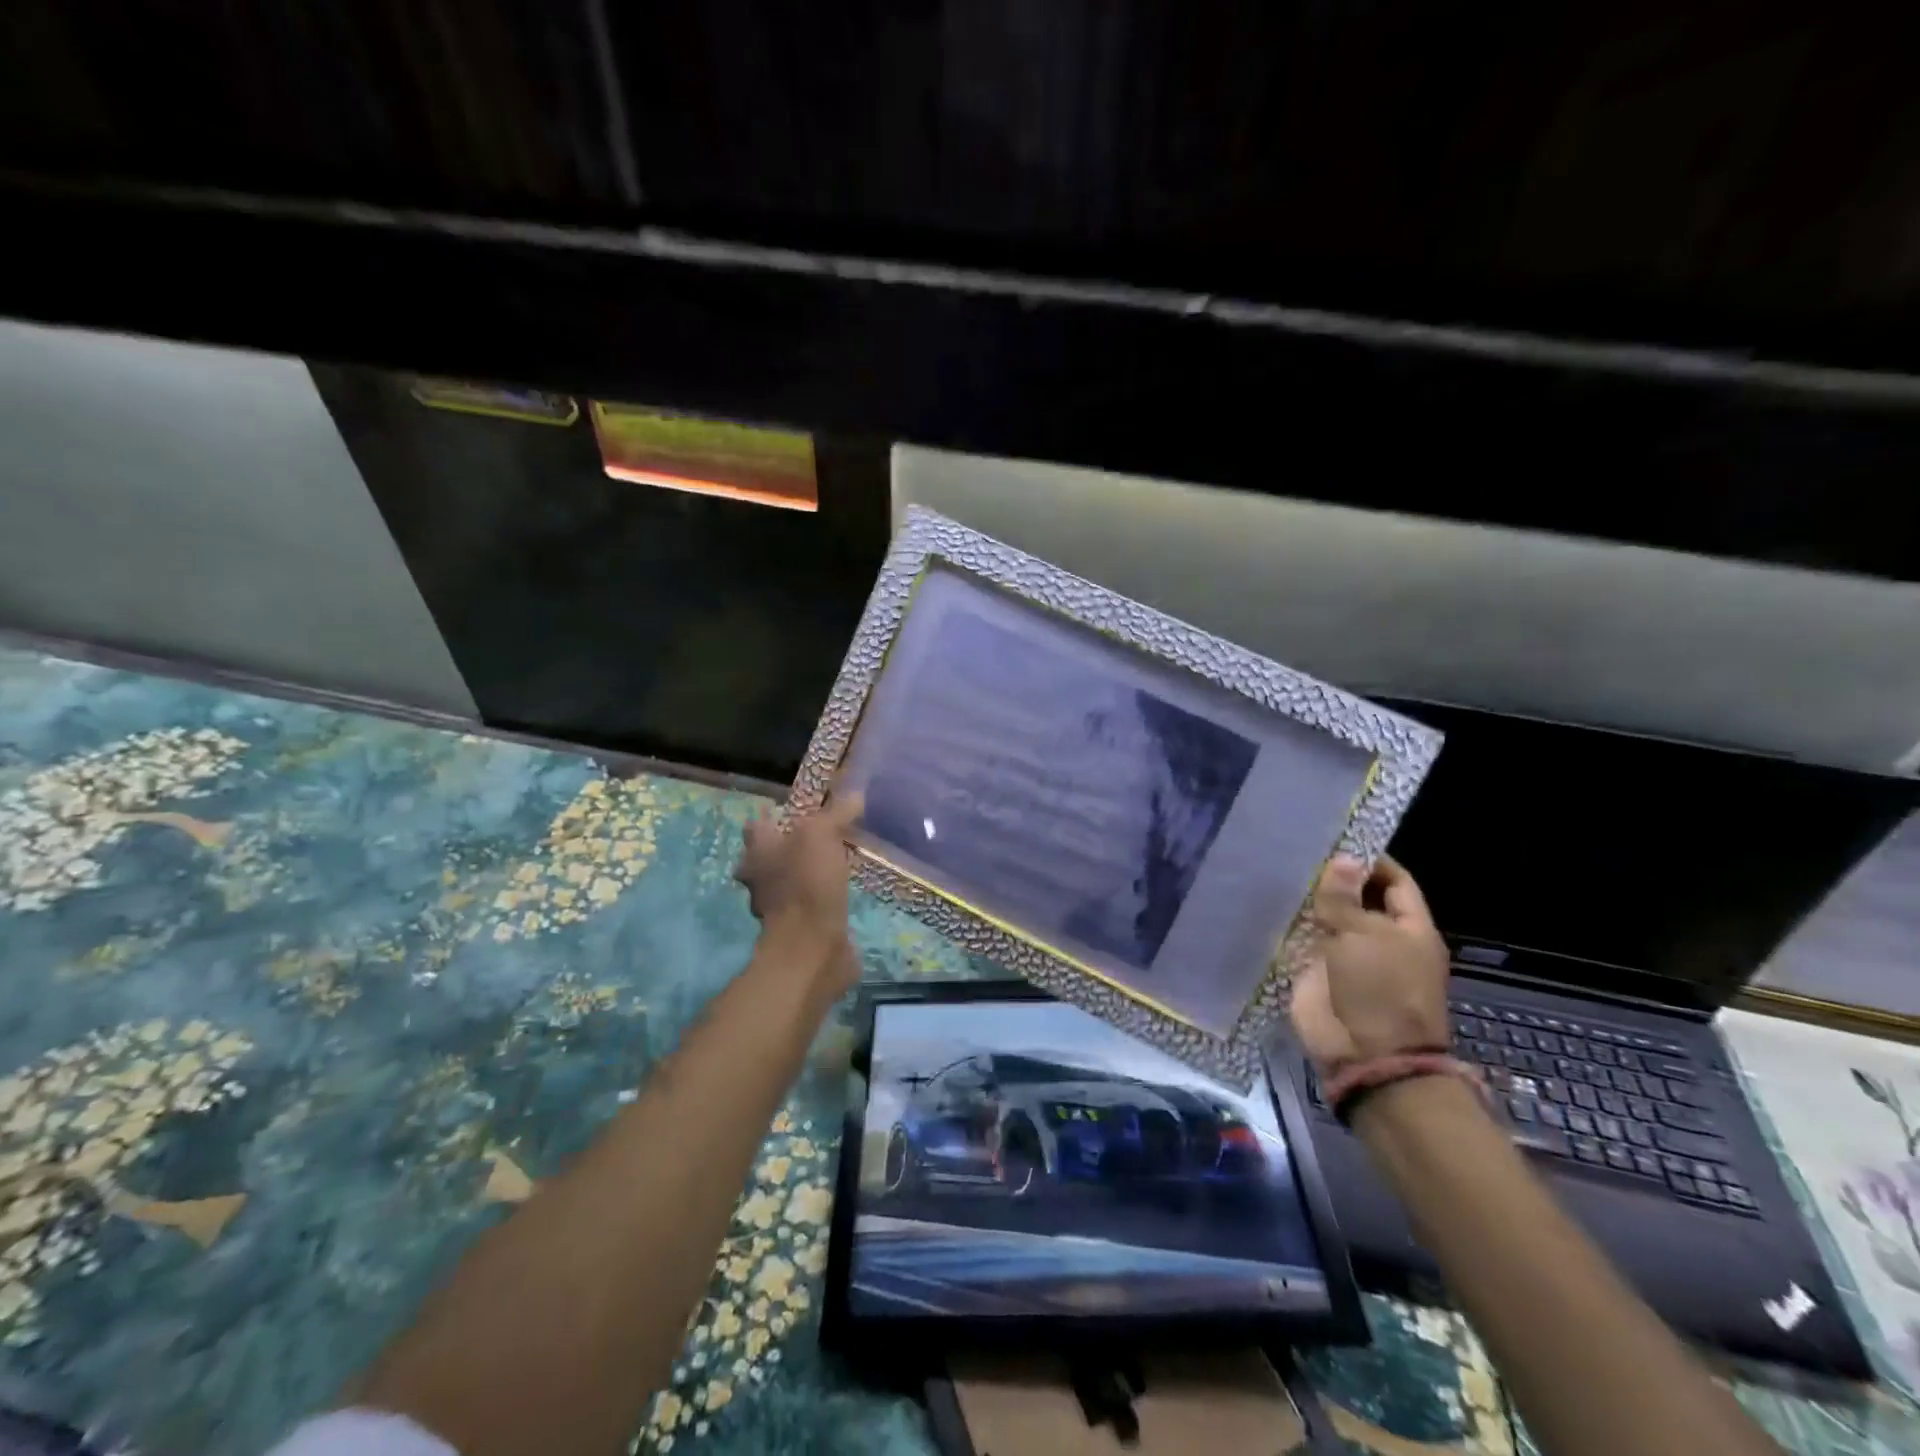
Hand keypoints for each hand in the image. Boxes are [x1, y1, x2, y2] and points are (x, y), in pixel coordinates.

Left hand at [734, 792, 863, 988]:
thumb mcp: (822, 834)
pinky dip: (822, 898)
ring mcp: (778, 908)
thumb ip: (837, 812)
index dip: (777, 814)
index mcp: (757, 852)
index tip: (804, 810)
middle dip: (793, 845)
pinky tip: (843, 891)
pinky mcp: (799, 930)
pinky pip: (810, 905)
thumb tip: (856, 794)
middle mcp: (759, 879)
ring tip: (839, 860)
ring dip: (808, 872)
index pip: (759, 824)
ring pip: (791, 880)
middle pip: (772, 854)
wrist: (812, 949)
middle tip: (826, 834)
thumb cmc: (807, 884)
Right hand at [1290, 853, 1449, 1074]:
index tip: (1338, 839)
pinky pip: (1303, 941)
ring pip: (1327, 918)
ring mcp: (1347, 957)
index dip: (1371, 860)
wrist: (1363, 1054)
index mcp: (1409, 929)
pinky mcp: (1317, 973)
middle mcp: (1380, 939)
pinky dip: (1289, 924)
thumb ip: (1345, 897)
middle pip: (1357, 898)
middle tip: (1298, 848)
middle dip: (1333, 878)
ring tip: (1277, 867)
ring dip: (1308, 900)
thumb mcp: (1365, 935)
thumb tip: (1343, 858)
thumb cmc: (1380, 989)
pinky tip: (1268, 901)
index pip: (1394, 882)